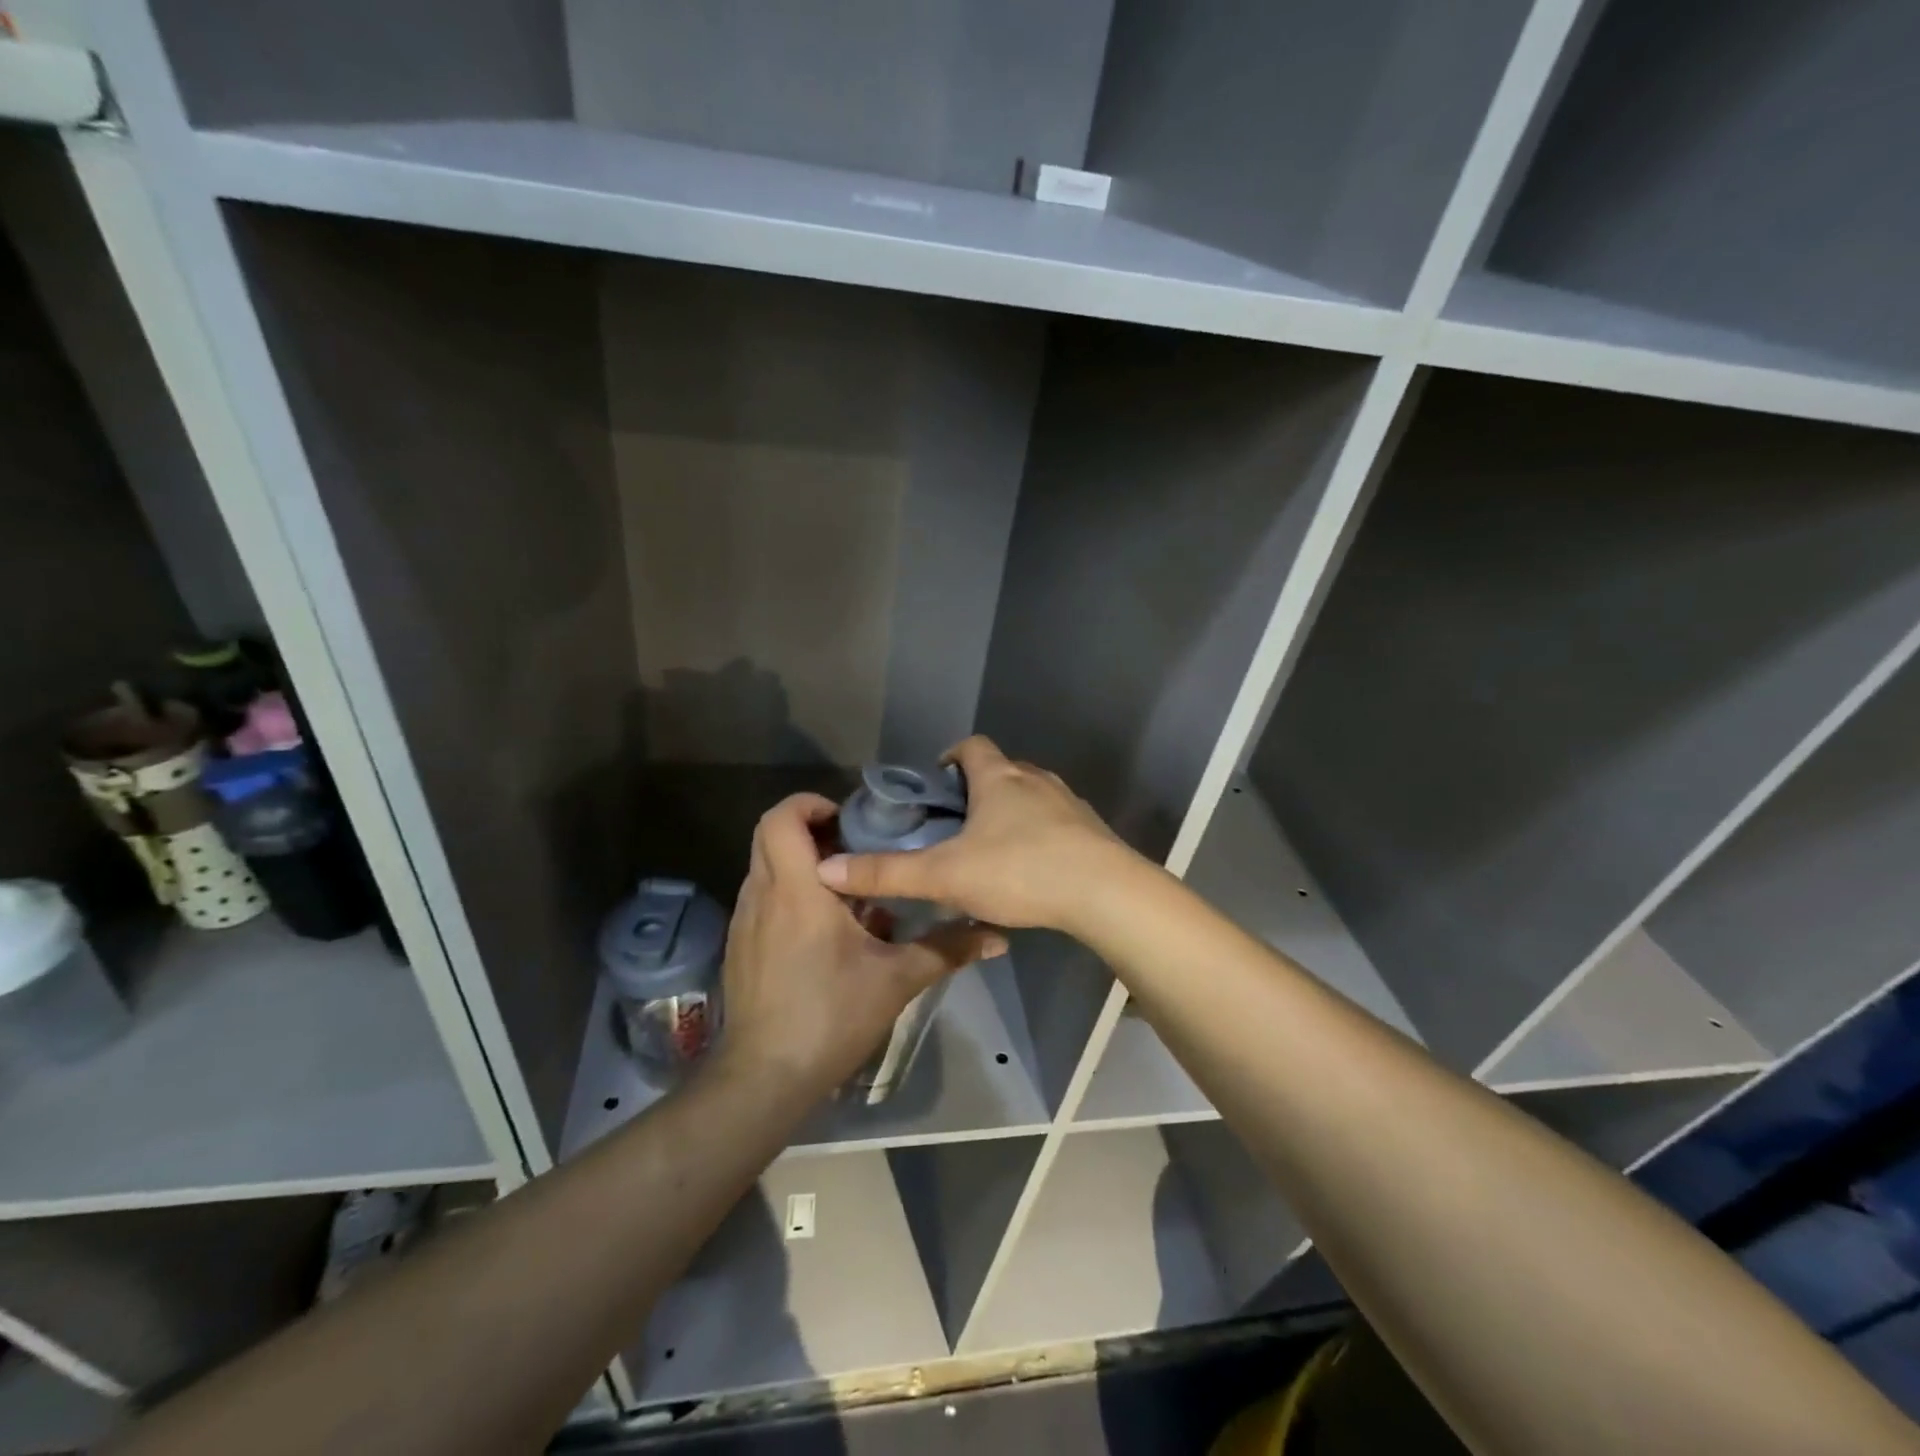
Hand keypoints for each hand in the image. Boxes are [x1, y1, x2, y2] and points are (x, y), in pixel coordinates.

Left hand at [715, 792, 1006, 1101]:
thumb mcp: (897, 979)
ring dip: (801, 862)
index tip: (849, 819)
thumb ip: (947, 949)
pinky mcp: (740, 945)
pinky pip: (762, 896)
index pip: (781, 818)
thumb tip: (997, 937)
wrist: (765, 1077)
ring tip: (847, 887)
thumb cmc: (831, 1016)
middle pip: (769, 834)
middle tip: (855, 846)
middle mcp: (762, 894)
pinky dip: (790, 891)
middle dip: (810, 828)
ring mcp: (745, 920)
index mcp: (797, 890)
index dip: (810, 803)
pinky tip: (825, 928)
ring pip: (765, 865)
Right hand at [816, 736, 1146, 935]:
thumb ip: (887, 874)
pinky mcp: (1091, 830)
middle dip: (977, 791)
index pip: (971, 746)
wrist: (1105, 894)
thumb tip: (827, 870)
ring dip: (1010, 814)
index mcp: (999, 778)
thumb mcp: (945, 875)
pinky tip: (1031, 871)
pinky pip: (1057, 823)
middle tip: (955, 827)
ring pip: (1031, 797)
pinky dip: (1040, 836)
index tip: (936, 785)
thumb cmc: (1020, 871)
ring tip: (990, 851)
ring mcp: (1068, 803)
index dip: (950, 758)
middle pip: (1002, 771)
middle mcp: (1036, 779)